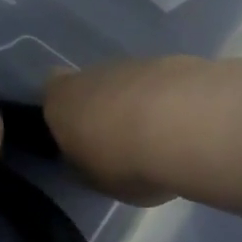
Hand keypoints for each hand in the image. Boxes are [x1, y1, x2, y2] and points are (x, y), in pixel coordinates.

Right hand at [43, 58, 200, 205]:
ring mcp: (134, 64)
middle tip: (124, 143)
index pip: (51, 92)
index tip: (79, 133)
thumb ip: (87, 165)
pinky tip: (190, 128)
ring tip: (163, 140)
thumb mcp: (95, 180)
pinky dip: (173, 102)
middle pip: (92, 86)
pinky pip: (165, 85)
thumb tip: (90, 160)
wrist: (186, 128)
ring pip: (130, 84)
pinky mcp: (174, 61)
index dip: (64, 110)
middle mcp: (91, 74)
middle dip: (106, 108)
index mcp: (61, 101)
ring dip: (141, 105)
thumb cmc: (125, 162)